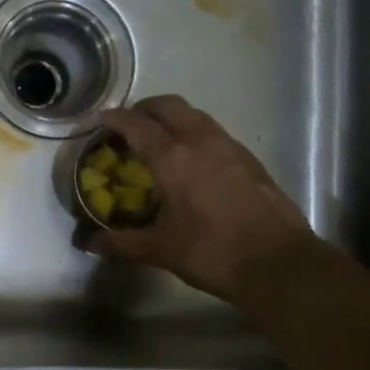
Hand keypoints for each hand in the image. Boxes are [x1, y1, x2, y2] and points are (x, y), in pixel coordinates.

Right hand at [87, 96, 321, 307]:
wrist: (278, 263)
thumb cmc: (212, 252)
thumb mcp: (161, 250)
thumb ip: (123, 243)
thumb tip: (91, 245)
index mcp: (173, 158)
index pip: (137, 125)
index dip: (116, 118)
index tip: (101, 119)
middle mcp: (201, 142)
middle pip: (169, 106)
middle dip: (145, 108)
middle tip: (130, 124)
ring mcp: (230, 147)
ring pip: (196, 116)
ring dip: (173, 118)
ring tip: (160, 140)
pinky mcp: (250, 160)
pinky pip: (215, 133)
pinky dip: (196, 134)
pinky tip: (194, 161)